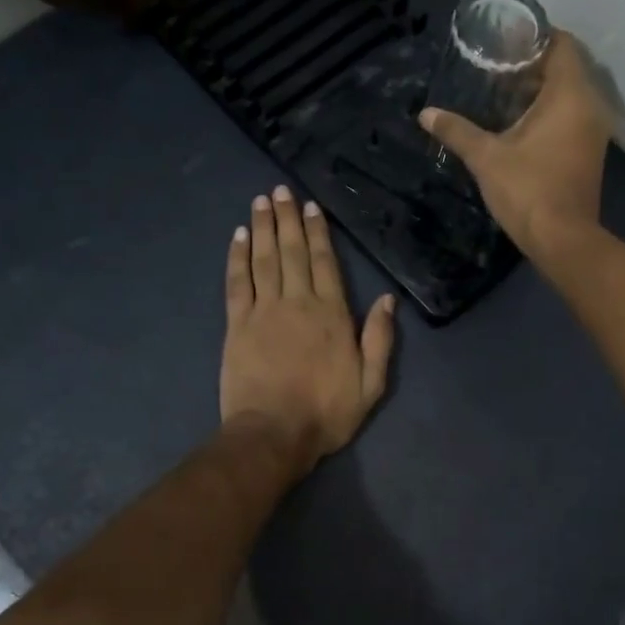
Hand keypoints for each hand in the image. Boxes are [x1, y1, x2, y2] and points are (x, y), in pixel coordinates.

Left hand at [222, 185, 396, 476]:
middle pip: (292, 252)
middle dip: (287, 219)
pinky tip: (238, 237)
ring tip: (261, 202)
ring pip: (264, 260)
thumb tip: (387, 299)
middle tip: (280, 191)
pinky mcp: (237, 325)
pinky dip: (237, 257)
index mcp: (332, 314)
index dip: (318, 232)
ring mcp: (264, 311)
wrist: (274, 434)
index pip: (325, 263)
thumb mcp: (371, 383)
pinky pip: (237, 282)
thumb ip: (380, 339)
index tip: (311, 207)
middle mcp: (298, 302)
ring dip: (262, 229)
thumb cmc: (327, 412)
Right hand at [419, 31, 610, 259]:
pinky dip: (549, 110)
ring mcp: (593, 131)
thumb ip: (457, 131)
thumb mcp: (486, 158)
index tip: (505, 38)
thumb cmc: (527, 190)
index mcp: (570, 95)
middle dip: (532, 63)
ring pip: (569, 93)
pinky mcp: (589, 151)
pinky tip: (517, 122)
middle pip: (566, 67)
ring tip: (501, 91)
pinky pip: (571, 115)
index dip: (535, 36)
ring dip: (539, 89)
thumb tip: (426, 114)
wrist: (562, 240)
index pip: (561, 44)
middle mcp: (590, 105)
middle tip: (495, 64)